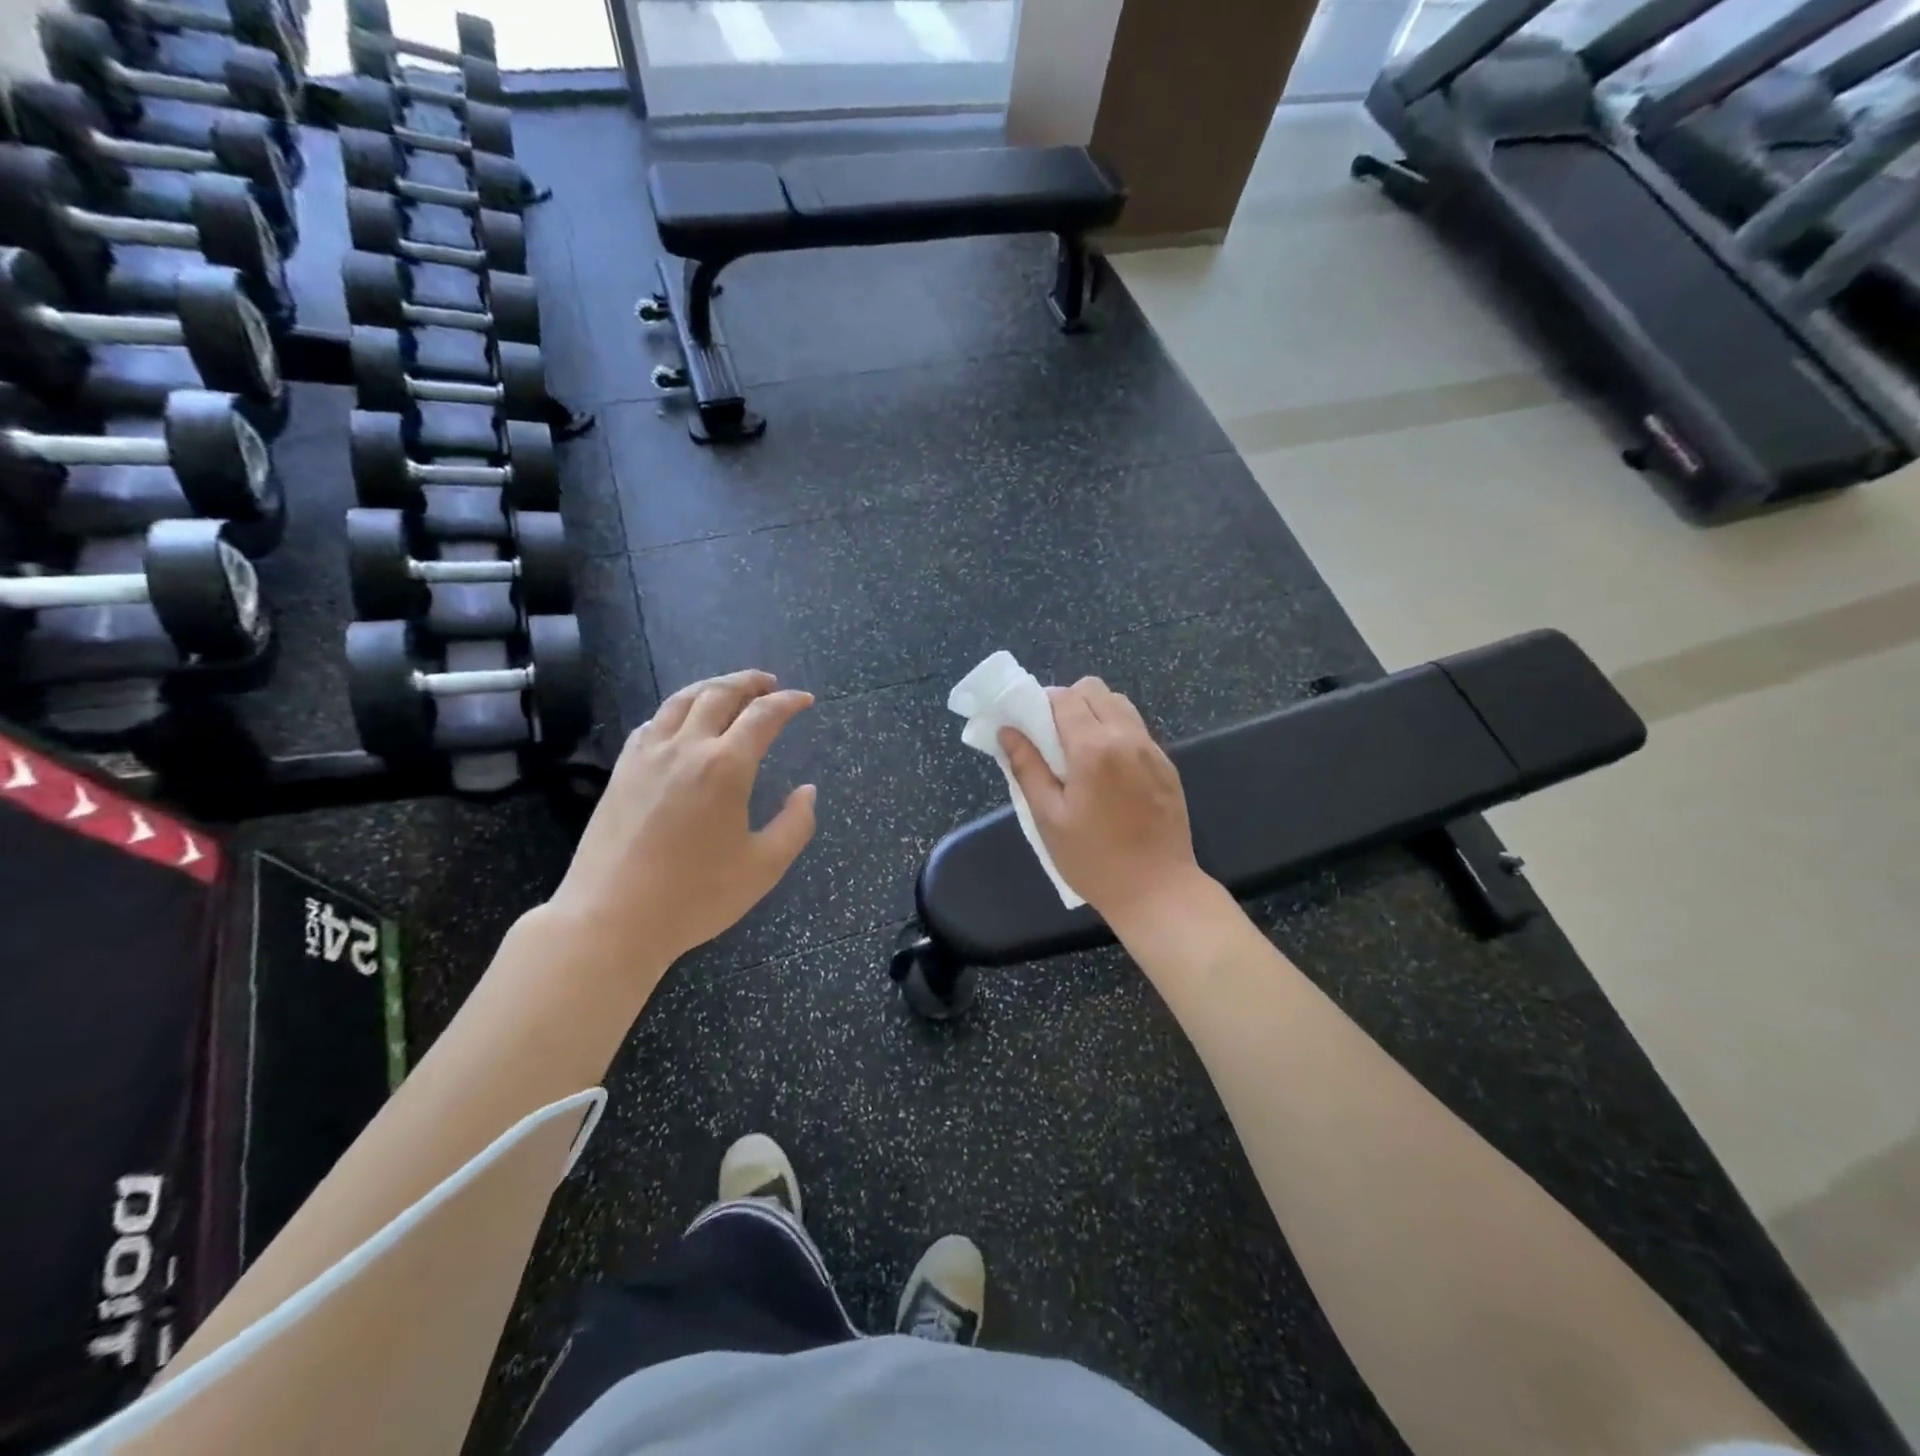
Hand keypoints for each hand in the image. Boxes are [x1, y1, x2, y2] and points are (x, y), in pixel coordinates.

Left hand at [547, 671, 816, 973]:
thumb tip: (807, 792)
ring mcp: (648, 756)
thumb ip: (795, 825)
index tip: (805, 700)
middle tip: (769, 682)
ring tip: (729, 688)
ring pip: (681, 700)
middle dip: (749, 682)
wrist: (611, 919)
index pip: (763, 716)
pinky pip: (653, 723)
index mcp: (726, 767)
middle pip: (719, 694)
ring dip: (711, 686)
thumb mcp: (764, 868)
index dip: (788, 702)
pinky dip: (676, 711)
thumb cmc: (695, 897)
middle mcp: (687, 748)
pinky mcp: (622, 771)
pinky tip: (681, 722)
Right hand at [999, 678, 1205, 926]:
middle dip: (1068, 702)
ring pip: (1119, 704)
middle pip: (1094, 690)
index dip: (1041, 703)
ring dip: (1094, 713)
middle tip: (1053, 738)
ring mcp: (1152, 749)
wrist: (1158, 890)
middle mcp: (1127, 737)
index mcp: (1093, 748)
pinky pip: (1137, 729)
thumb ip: (1027, 768)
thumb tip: (1008, 731)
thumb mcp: (1048, 818)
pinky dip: (1116, 732)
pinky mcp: (1167, 765)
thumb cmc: (1094, 859)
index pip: (1064, 698)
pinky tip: (1107, 770)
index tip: (1029, 725)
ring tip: (1080, 750)